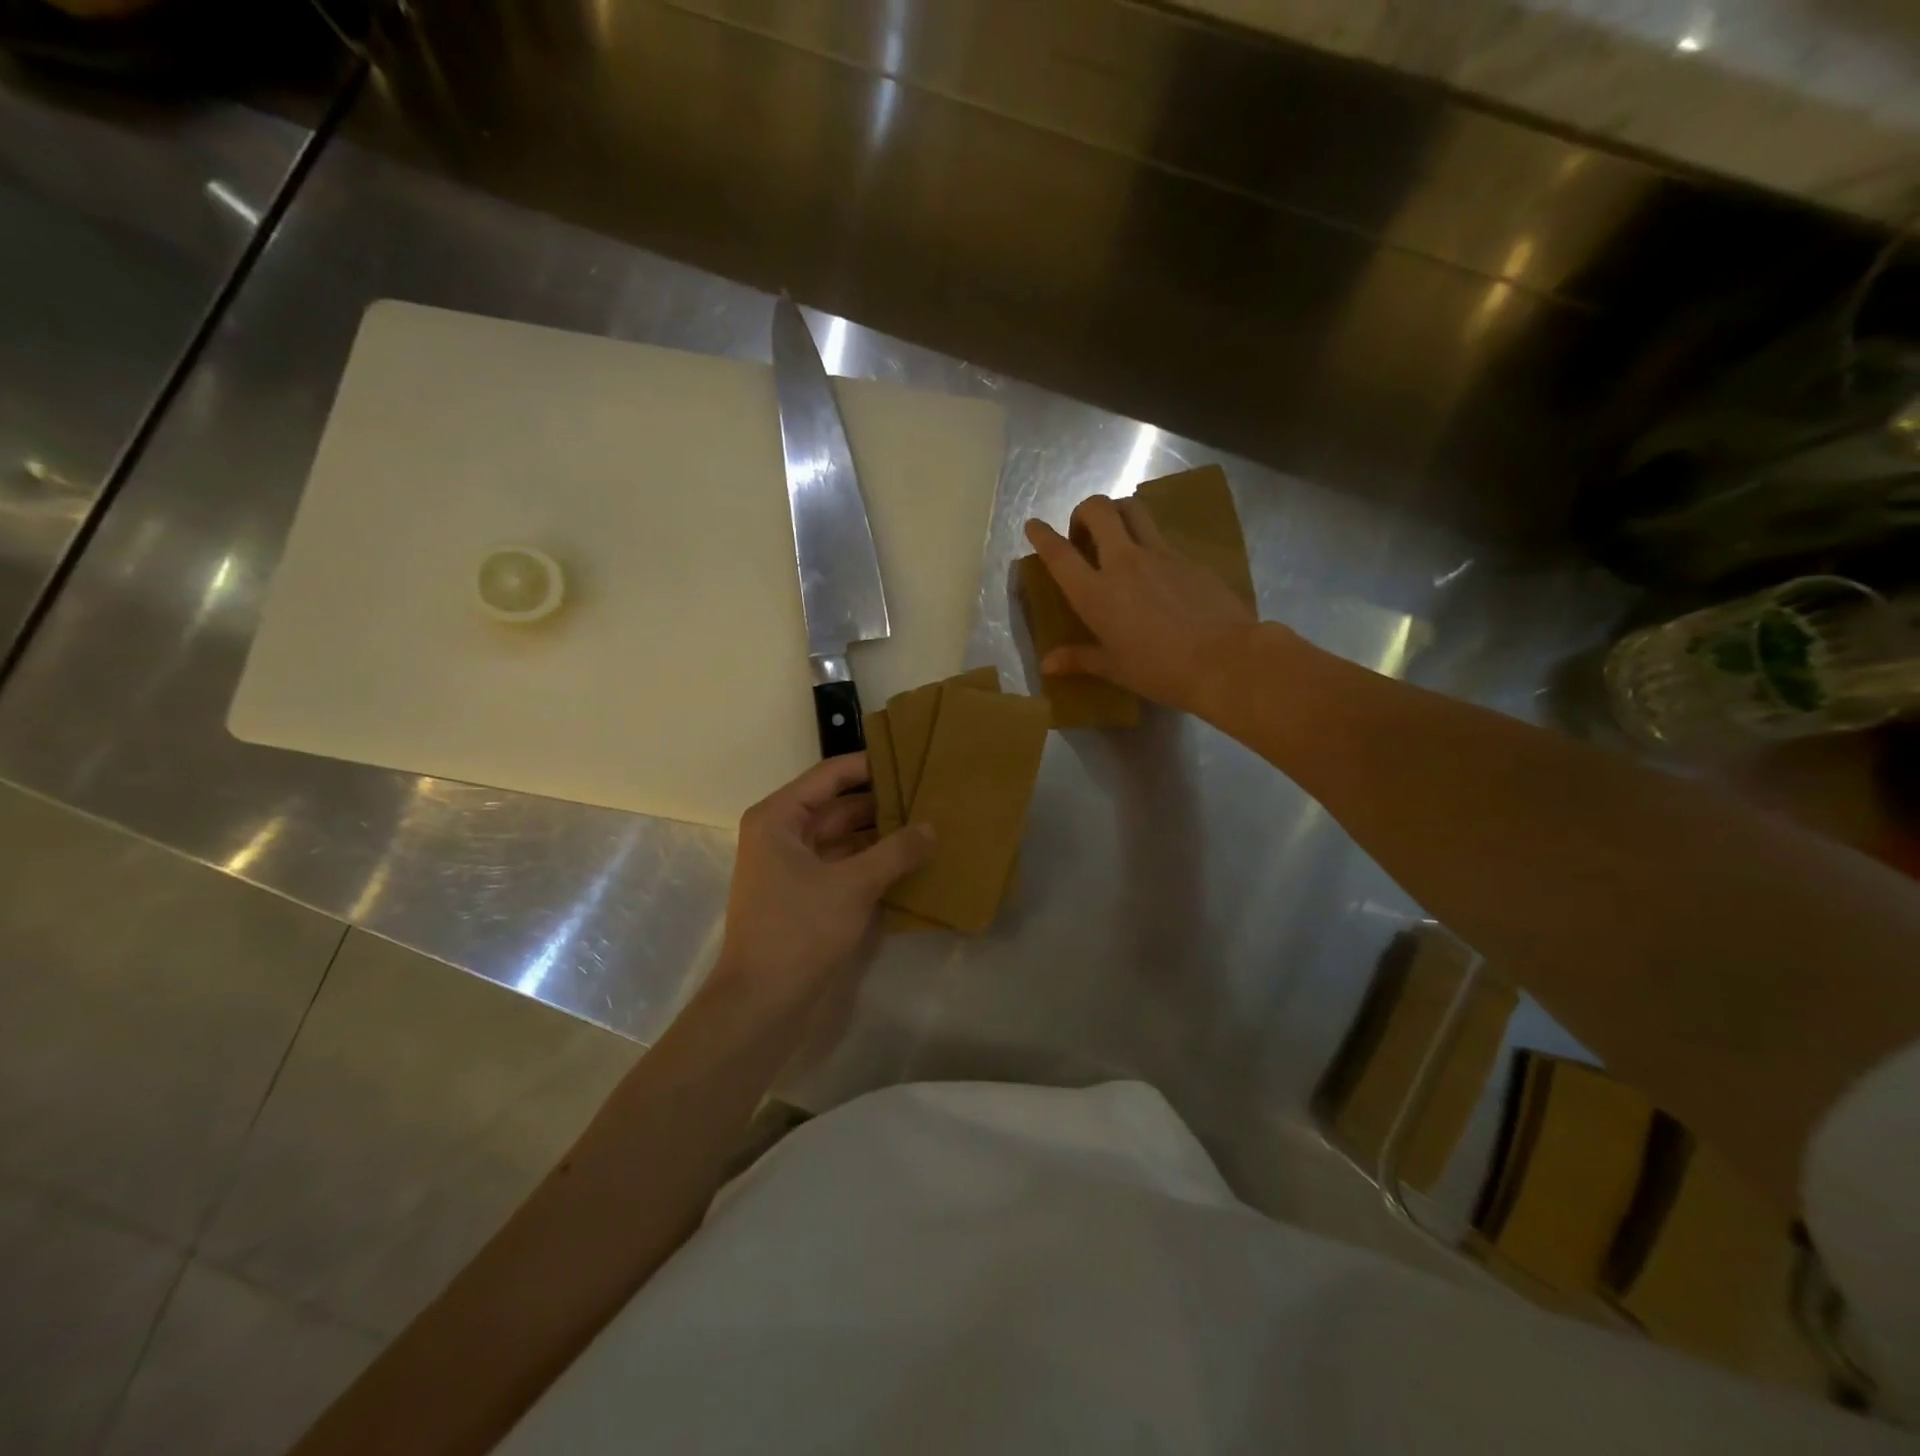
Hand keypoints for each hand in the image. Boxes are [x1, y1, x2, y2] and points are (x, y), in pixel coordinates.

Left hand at [715, 754, 933, 1008]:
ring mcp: (794, 867)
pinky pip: (845, 866)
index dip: (870, 765)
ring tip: (929, 824)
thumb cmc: (799, 930)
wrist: (762, 1003)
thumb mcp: (854, 885)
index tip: (911, 757)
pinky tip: (911, 861)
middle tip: (930, 794)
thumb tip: (932, 828)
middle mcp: (783, 834)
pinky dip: (873, 862)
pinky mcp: (807, 895)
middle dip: (882, 803)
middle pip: (838, 806)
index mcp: (779, 818)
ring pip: (844, 838)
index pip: (830, 775)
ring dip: (881, 834)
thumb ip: (896, 852)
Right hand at [1024, 495, 1260, 716]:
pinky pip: (1162, 537)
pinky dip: (1149, 541)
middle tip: (1083, 534)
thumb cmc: (1160, 671)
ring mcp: (1159, 555)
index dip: (1042, 535)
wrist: (1224, 660)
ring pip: (1133, 510)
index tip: (1033, 525)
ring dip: (1117, 513)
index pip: (1059, 554)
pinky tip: (1156, 570)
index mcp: (1096, 594)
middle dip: (1084, 512)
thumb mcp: (1115, 668)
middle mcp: (1123, 563)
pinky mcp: (1188, 558)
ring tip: (1117, 536)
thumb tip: (1047, 664)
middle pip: (1098, 511)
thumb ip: (1079, 659)